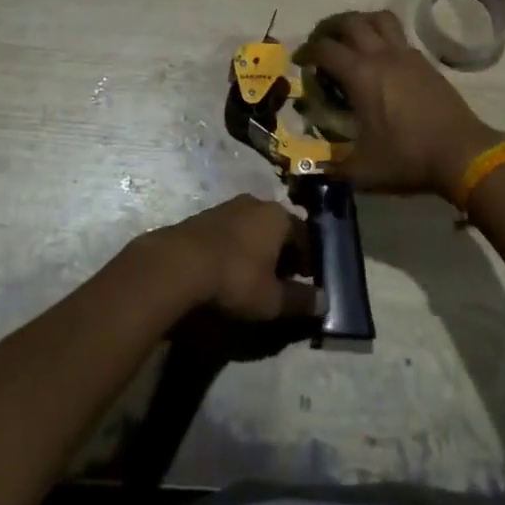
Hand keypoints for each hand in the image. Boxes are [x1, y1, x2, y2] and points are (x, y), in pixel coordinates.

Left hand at [141, 195, 321, 321]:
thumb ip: (300, 300)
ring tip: (256, 277)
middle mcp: (256, 203)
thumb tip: (324, 301)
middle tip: (284, 281)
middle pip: (279, 228)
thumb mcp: (272, 299)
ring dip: (259, 249)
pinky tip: (230, 269)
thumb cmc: (236, 278)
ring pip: (254, 227)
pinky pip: (232, 231)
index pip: (305, 235)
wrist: (180, 263)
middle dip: (284, 253)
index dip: (310, 259)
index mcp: (279, 216)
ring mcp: (229, 206)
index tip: (309, 281)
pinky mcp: (205, 216)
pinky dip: (237, 248)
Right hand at [294, 10, 504, 200]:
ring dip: (359, 22)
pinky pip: (398, 34)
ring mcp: (405, 54)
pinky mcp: (423, 60)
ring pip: (378, 18)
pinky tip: (380, 58)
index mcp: (360, 75)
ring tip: (350, 39)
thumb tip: (312, 169)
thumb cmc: (408, 158)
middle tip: (321, 43)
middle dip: (329, 28)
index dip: (307, 52)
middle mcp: (381, 55)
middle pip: (350, 21)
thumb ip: (333, 166)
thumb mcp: (363, 171)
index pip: (324, 49)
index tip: (300, 62)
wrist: (461, 152)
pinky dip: (382, 36)